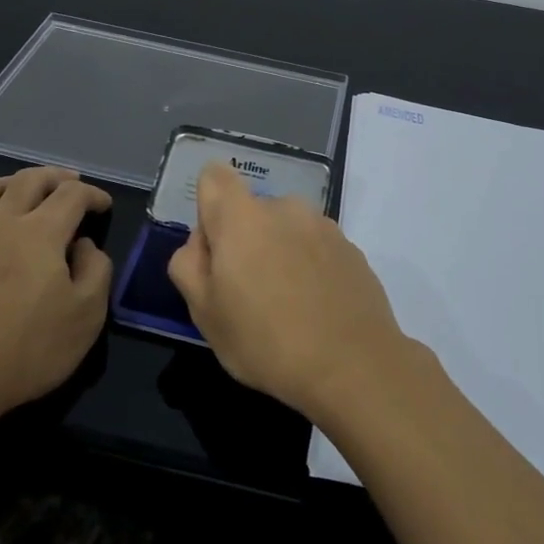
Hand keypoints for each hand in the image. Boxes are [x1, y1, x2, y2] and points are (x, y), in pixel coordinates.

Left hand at [0, 167, 112, 430]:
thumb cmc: (24, 352)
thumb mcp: (86, 318)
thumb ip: (96, 271)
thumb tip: (85, 245)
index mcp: (41, 233)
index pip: (72, 195)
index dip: (93, 194)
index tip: (103, 205)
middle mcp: (0, 223)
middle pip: (28, 180)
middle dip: (54, 176)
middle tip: (69, 182)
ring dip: (9, 182)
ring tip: (21, 189)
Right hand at [168, 162, 405, 415]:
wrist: (355, 366)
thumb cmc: (266, 342)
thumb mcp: (204, 313)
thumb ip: (188, 265)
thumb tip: (202, 242)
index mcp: (241, 218)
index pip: (214, 177)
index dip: (209, 208)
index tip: (216, 251)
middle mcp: (284, 208)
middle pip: (251, 210)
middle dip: (244, 241)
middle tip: (247, 295)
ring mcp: (323, 226)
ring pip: (285, 230)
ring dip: (278, 254)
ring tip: (287, 306)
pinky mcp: (351, 248)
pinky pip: (316, 248)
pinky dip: (309, 268)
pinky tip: (315, 309)